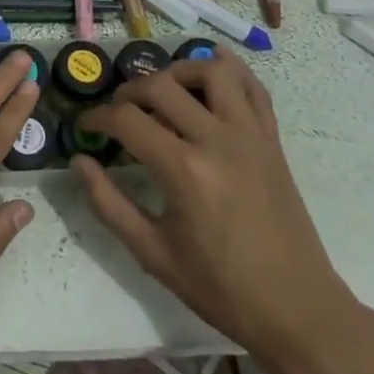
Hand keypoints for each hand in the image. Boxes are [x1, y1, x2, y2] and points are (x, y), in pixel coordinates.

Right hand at [73, 50, 352, 357]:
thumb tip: (79, 162)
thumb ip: (108, 204)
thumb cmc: (220, 287)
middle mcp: (216, 139)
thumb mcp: (153, 253)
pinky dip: (231, 69)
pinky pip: (253, 87)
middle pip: (162, 86)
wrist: (295, 307)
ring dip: (180, 71)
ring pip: (212, 71)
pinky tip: (212, 66)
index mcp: (184, 170)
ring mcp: (250, 134)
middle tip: (118, 110)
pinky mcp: (272, 139)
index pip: (127, 120)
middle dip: (130, 91)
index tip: (86, 126)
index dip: (98, 117)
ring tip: (164, 90)